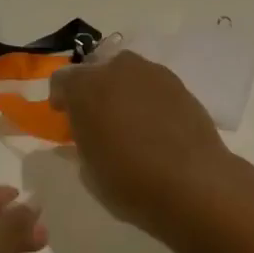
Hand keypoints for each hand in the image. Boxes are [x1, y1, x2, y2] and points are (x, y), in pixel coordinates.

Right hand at [48, 50, 233, 236]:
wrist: (193, 182)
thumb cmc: (130, 181)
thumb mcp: (90, 171)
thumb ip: (82, 144)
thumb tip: (84, 135)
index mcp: (86, 88)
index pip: (62, 79)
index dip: (61, 97)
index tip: (64, 117)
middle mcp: (117, 70)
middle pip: (98, 70)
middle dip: (94, 89)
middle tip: (98, 118)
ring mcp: (152, 74)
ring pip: (129, 74)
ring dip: (123, 90)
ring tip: (129, 120)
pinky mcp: (180, 85)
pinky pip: (153, 85)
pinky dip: (148, 99)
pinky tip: (155, 125)